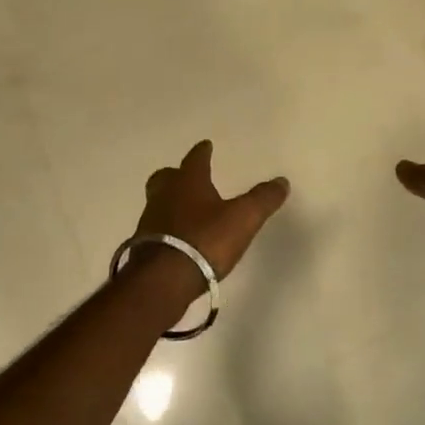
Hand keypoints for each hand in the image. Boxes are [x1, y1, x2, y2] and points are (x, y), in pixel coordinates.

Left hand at [134, 140, 289, 293]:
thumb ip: (262, 199)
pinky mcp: (143, 246)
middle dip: (177, 175)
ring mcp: (150, 221)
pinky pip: (155, 228)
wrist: (164, 279)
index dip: (202, 152)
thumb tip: (282, 181)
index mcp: (188, 182)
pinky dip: (165, 227)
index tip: (205, 145)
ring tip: (184, 209)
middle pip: (166, 178)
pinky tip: (177, 237)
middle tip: (186, 176)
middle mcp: (164, 195)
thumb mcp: (243, 219)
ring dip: (169, 201)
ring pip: (158, 202)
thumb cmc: (205, 240)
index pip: (195, 159)